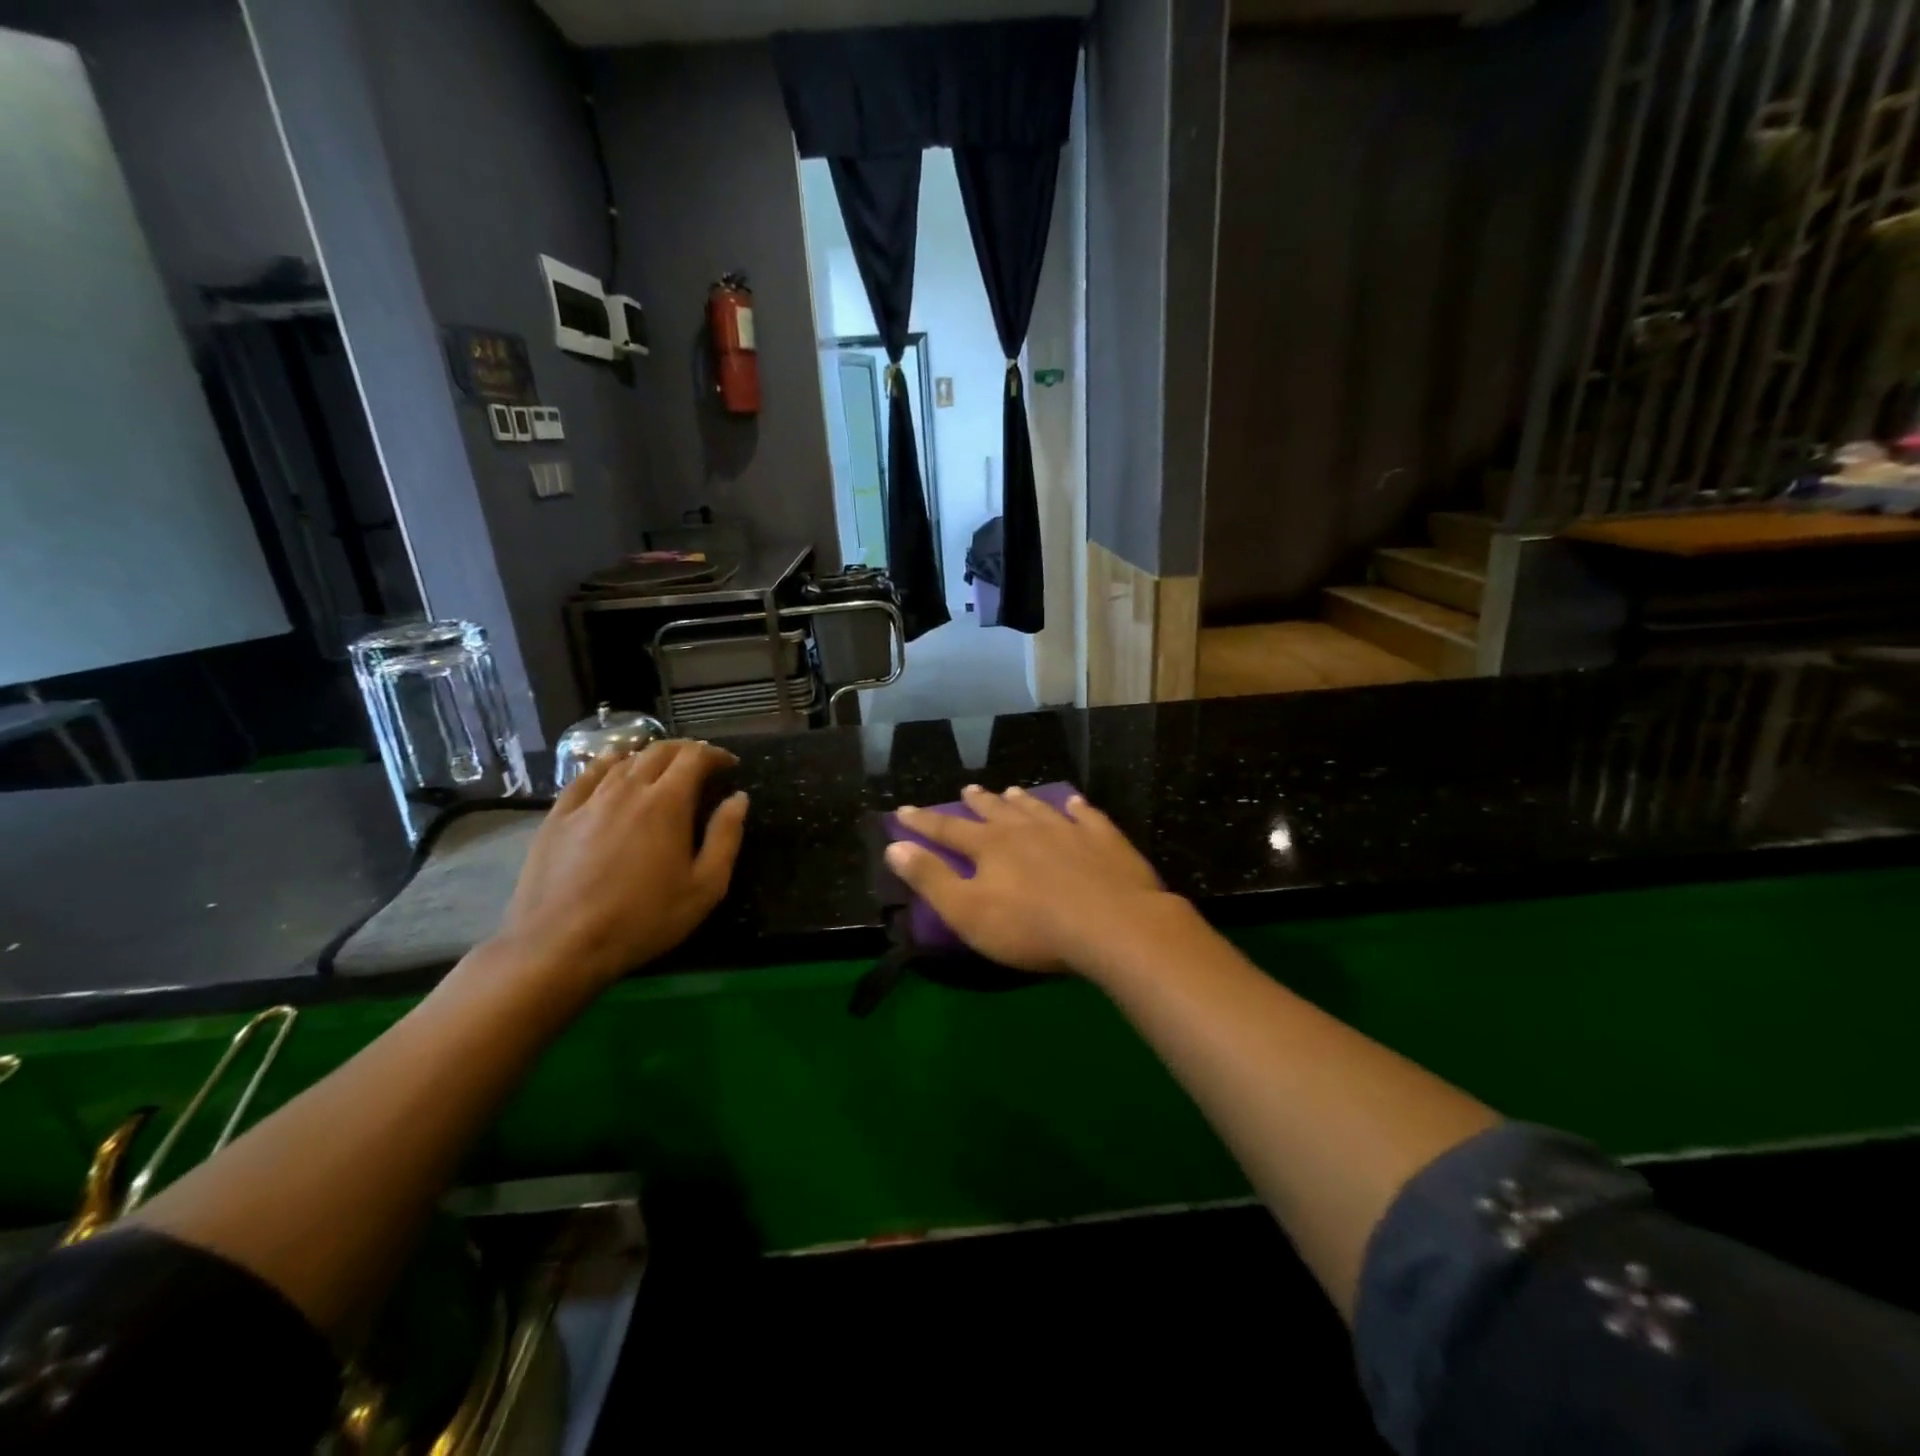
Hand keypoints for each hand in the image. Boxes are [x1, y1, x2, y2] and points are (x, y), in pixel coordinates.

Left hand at [495, 740, 747, 989]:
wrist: (559, 945)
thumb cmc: (642, 919)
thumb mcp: (704, 887)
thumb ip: (726, 837)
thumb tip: (738, 799)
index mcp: (667, 803)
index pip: (694, 757)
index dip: (715, 754)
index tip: (729, 765)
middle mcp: (627, 789)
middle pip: (659, 751)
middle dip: (685, 750)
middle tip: (701, 762)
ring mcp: (588, 800)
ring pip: (623, 760)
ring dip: (649, 756)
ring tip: (662, 766)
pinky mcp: (558, 815)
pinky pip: (585, 775)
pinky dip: (606, 763)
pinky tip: (612, 764)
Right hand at [884, 784, 1174, 973]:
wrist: (1111, 924)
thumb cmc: (1031, 926)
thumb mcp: (967, 911)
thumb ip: (930, 878)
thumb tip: (895, 846)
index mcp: (990, 846)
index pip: (948, 829)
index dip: (923, 821)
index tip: (903, 810)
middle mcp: (1025, 829)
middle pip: (995, 811)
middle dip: (978, 802)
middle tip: (968, 790)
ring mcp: (1068, 830)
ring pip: (1037, 808)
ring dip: (1021, 800)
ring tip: (1011, 791)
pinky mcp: (1104, 840)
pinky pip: (1086, 816)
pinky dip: (1077, 808)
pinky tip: (1075, 803)